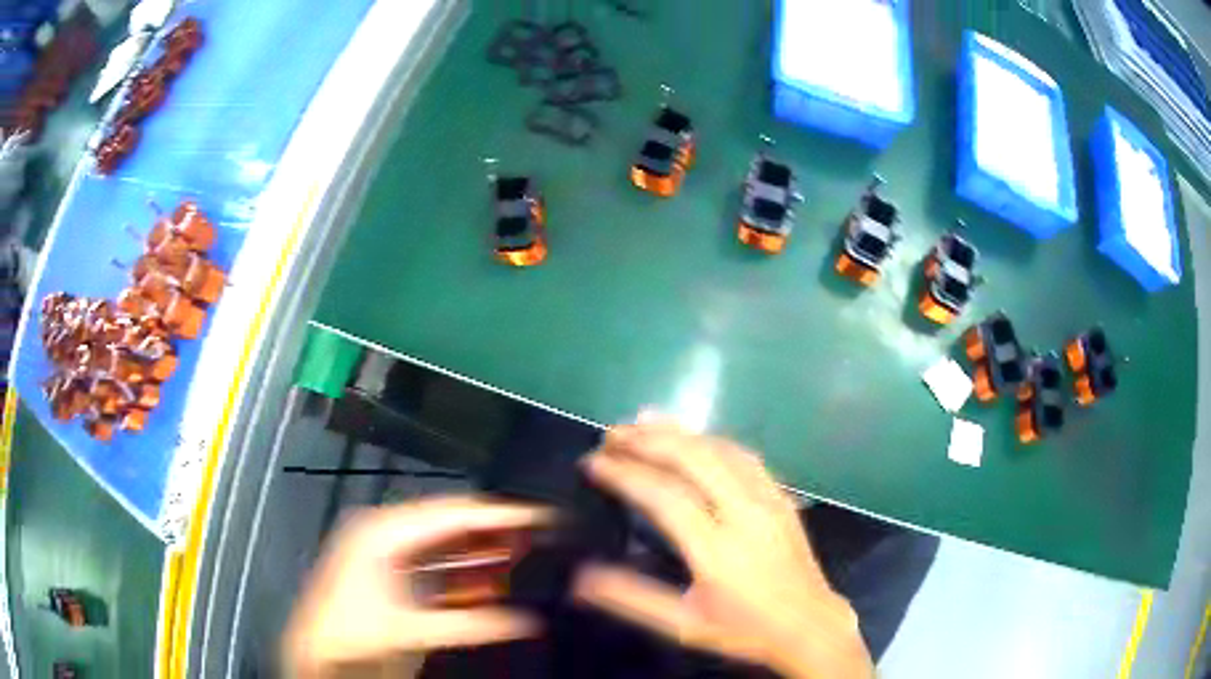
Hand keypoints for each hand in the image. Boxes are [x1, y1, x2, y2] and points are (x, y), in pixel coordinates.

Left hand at [282, 496, 548, 677]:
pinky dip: (465, 576)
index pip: (452, 514)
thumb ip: (472, 623)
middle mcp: (386, 535)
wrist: (316, 655)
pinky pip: (437, 569)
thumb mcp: (412, 630)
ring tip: (526, 557)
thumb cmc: (351, 633)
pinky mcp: (393, 577)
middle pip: (451, 527)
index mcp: (384, 533)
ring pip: (446, 548)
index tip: (539, 516)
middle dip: (495, 534)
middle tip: (539, 536)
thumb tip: (526, 620)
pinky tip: (493, 584)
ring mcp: (388, 555)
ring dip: (483, 555)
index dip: (498, 515)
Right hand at [574, 419, 873, 678]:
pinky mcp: (781, 496)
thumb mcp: (683, 624)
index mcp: (716, 550)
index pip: (663, 496)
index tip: (592, 462)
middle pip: (692, 458)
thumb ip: (632, 599)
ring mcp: (768, 499)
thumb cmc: (743, 629)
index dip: (624, 473)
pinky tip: (692, 438)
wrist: (809, 625)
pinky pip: (743, 455)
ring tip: (640, 424)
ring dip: (677, 432)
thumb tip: (580, 577)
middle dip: (646, 440)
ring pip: (719, 448)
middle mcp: (744, 513)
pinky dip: (710, 440)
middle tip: (610, 435)